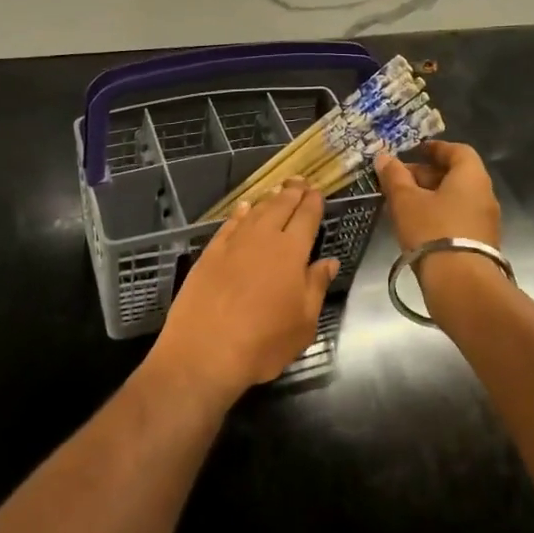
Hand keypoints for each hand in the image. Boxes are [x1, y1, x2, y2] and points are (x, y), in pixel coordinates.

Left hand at [144, 179, 338, 409]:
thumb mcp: (303, 323)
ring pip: (255, 212)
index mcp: (291, 253)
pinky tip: (243, 209)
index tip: (317, 192)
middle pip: (280, 207)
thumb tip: (329, 261)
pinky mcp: (209, 253)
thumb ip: (316, 286)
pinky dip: (239, 213)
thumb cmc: (262, 343)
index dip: (313, 203)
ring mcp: (233, 244)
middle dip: (292, 192)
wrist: (204, 351)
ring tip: (277, 191)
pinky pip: (229, 225)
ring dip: (268, 199)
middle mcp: (263, 239)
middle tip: (299, 180)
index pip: (306, 218)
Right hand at [376, 143, 505, 319]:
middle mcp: (484, 195)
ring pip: (456, 199)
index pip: (458, 151)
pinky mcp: (481, 244)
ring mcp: (486, 221)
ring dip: (430, 197)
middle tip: (398, 180)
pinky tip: (416, 227)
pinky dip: (439, 215)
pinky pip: (458, 219)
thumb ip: (394, 176)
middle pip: (456, 175)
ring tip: (402, 204)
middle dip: (426, 174)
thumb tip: (384, 157)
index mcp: (471, 177)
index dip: (435, 148)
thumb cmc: (432, 231)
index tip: (415, 151)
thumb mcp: (406, 201)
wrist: (461, 284)